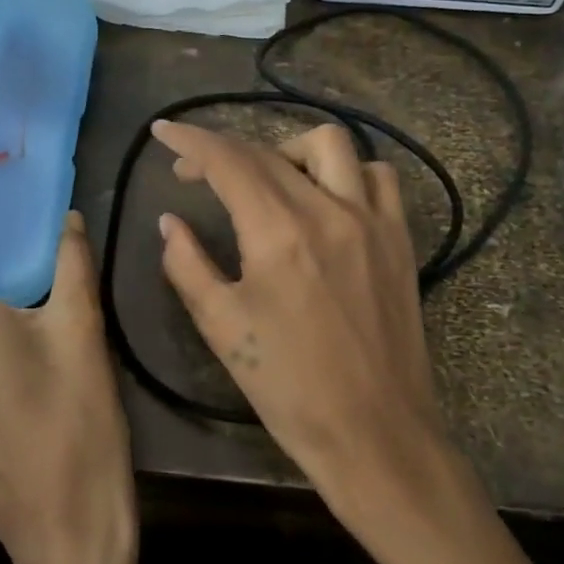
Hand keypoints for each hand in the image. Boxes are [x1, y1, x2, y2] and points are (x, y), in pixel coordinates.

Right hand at [150, 119, 453, 540]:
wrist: (375, 432)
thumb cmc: (289, 388)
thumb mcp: (222, 328)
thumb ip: (188, 264)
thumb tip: (170, 221)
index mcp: (279, 232)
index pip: (228, 161)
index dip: (190, 140)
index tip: (163, 131)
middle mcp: (329, 210)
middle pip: (270, 151)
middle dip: (224, 150)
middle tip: (195, 172)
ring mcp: (372, 220)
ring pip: (331, 145)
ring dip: (289, 149)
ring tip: (267, 178)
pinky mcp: (400, 239)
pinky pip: (378, 178)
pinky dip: (347, 172)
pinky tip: (327, 198)